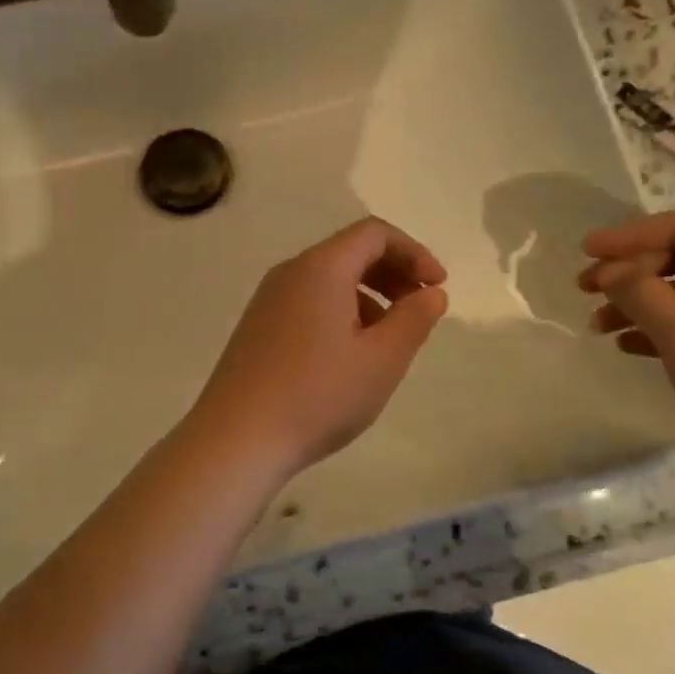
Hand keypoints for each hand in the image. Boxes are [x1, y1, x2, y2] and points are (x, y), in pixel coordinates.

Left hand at [190, 217, 448, 479]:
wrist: (236, 439)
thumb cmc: (318, 396)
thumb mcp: (381, 360)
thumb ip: (414, 319)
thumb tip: (431, 293)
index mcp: (320, 268)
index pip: (374, 234)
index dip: (413, 253)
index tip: (437, 287)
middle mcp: (290, 273)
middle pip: (350, 252)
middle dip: (392, 273)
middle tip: (419, 309)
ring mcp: (268, 300)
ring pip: (328, 279)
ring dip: (368, 296)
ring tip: (389, 340)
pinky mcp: (257, 327)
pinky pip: (308, 302)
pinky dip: (340, 312)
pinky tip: (350, 355)